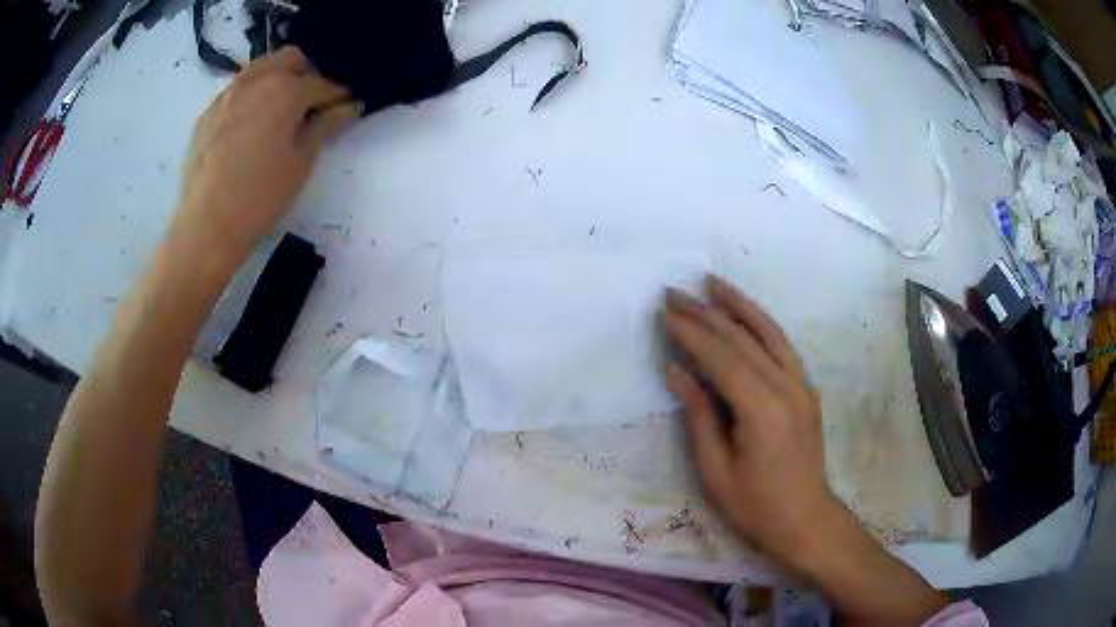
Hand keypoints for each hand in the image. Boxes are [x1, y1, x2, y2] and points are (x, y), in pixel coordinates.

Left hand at [174, 47, 360, 264]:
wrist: (206, 226)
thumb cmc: (260, 196)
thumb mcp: (301, 162)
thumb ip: (326, 125)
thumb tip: (349, 106)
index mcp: (284, 89)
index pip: (322, 83)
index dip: (338, 96)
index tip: (345, 108)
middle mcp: (255, 81)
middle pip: (289, 59)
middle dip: (305, 74)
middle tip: (309, 105)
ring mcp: (226, 96)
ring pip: (259, 69)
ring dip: (276, 80)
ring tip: (277, 113)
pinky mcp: (207, 115)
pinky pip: (235, 92)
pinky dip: (250, 98)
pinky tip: (248, 129)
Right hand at [664, 276, 949, 622]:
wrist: (805, 518)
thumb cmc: (755, 505)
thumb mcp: (715, 470)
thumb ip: (698, 415)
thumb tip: (677, 372)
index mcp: (762, 410)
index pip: (721, 359)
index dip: (691, 334)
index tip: (665, 314)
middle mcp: (786, 387)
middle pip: (742, 340)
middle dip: (706, 314)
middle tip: (675, 293)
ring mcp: (801, 384)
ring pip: (767, 333)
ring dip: (738, 305)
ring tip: (712, 283)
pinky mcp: (806, 388)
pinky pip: (782, 346)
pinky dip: (762, 323)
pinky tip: (745, 313)